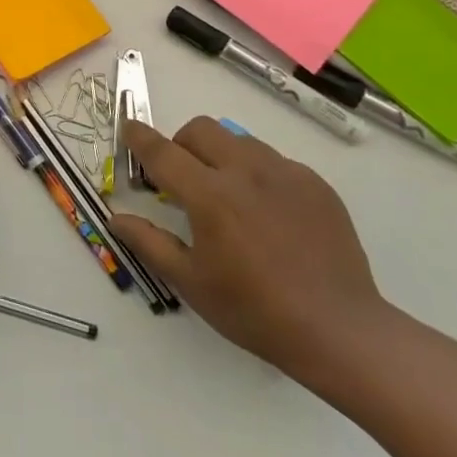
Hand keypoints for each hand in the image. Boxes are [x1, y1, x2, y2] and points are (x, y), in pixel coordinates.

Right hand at [110, 118, 386, 378]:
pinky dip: (257, 174)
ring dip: (220, 156)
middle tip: (182, 180)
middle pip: (201, 130)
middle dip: (181, 144)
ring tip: (227, 197)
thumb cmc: (255, 311)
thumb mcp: (192, 283)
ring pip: (239, 140)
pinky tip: (267, 214)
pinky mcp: (315, 184)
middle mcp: (247, 172)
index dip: (140, 138)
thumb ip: (150, 243)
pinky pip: (275, 161)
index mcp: (211, 196)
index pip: (163, 153)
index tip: (128, 128)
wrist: (339, 329)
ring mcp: (286, 173)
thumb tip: (117, 218)